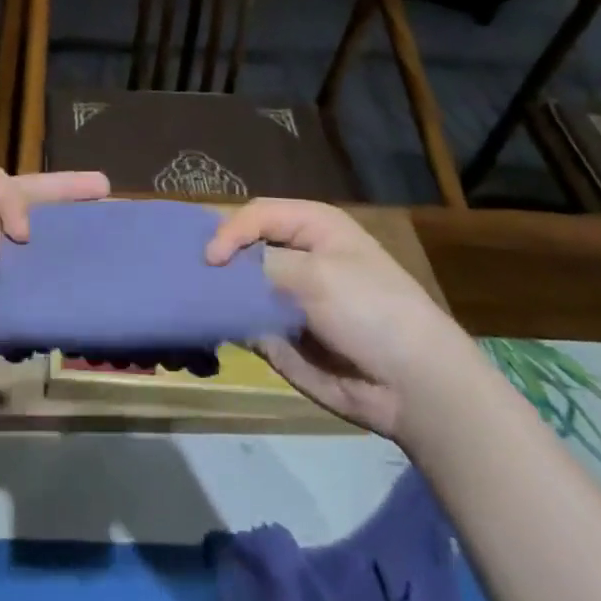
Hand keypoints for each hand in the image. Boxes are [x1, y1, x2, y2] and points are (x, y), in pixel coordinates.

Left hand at [0, 160, 108, 383]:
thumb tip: (22, 245)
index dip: (20, 201)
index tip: (24, 233)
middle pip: (19, 202)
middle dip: (59, 196)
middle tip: (103, 188)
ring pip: (19, 248)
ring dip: (52, 244)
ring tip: (98, 238)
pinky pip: (8, 287)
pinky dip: (32, 286)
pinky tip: (66, 283)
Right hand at [206, 198, 462, 440]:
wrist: (413, 386)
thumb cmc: (371, 310)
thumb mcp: (316, 274)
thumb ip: (261, 265)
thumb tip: (219, 272)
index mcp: (312, 226)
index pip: (256, 214)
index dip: (230, 231)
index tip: (211, 261)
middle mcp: (296, 256)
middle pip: (242, 247)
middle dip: (218, 260)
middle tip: (188, 275)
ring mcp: (286, 297)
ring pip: (237, 286)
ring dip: (218, 292)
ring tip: (191, 300)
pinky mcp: (280, 334)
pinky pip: (244, 322)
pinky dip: (228, 323)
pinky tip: (209, 325)